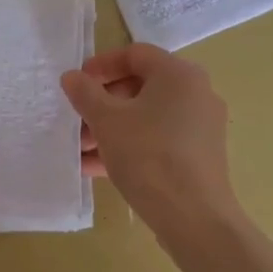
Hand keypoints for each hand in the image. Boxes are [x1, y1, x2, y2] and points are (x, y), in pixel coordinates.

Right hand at [61, 43, 241, 241]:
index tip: (76, 84)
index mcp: (179, 74)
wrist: (193, 217)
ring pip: (147, 117)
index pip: (135, 54)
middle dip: (103, 103)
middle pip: (141, 86)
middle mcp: (196, 94)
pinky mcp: (199, 156)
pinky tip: (97, 168)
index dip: (101, 65)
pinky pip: (158, 141)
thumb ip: (85, 93)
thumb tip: (71, 77)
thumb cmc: (148, 156)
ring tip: (81, 149)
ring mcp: (201, 127)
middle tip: (77, 120)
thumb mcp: (107, 121)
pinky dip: (130, 146)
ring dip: (111, 128)